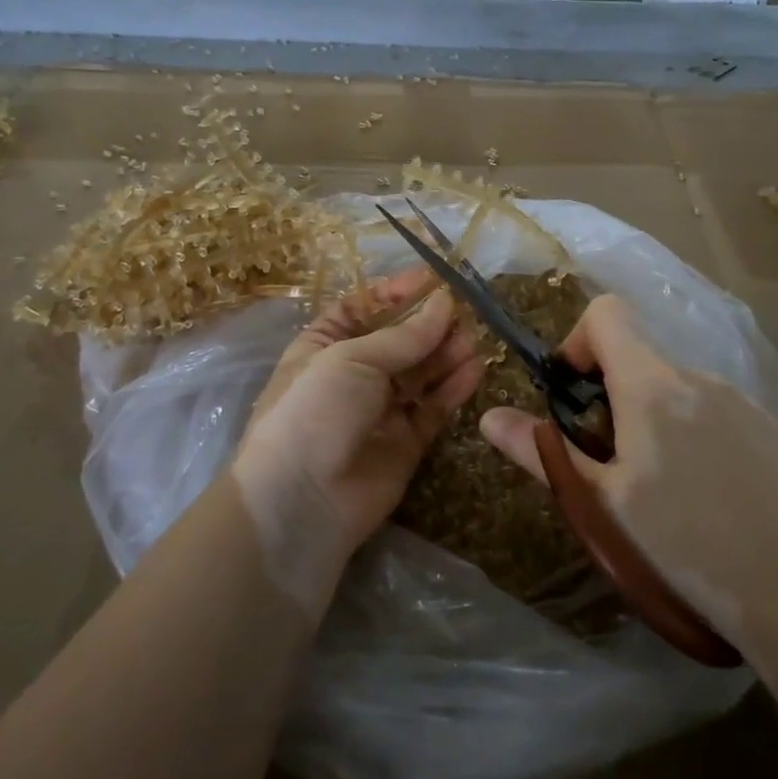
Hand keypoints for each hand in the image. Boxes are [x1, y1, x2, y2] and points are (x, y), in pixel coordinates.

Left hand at [235, 268, 484, 565]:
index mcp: (324, 345)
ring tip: (474, 340)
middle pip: (399, 340)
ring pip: (420, 373)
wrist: (302, 499)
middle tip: (464, 314)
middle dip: (430, 325)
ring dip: (446, 354)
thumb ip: (405, 336)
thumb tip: (444, 302)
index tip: (434, 279)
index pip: (363, 307)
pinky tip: (474, 369)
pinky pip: (433, 408)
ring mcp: (379, 409)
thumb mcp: (353, 358)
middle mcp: (352, 374)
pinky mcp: (405, 442)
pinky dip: (453, 388)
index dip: (396, 292)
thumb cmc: (316, 409)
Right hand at [479, 295, 777, 646]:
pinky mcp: (764, 427)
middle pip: (636, 355)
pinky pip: (707, 407)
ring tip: (657, 488)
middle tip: (608, 463)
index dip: (578, 342)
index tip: (573, 398)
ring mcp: (737, 399)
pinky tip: (702, 493)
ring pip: (671, 385)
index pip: (606, 313)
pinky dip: (687, 430)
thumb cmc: (682, 545)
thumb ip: (542, 453)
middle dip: (608, 395)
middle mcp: (696, 376)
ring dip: (648, 416)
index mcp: (651, 385)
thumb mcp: (600, 503)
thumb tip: (490, 417)